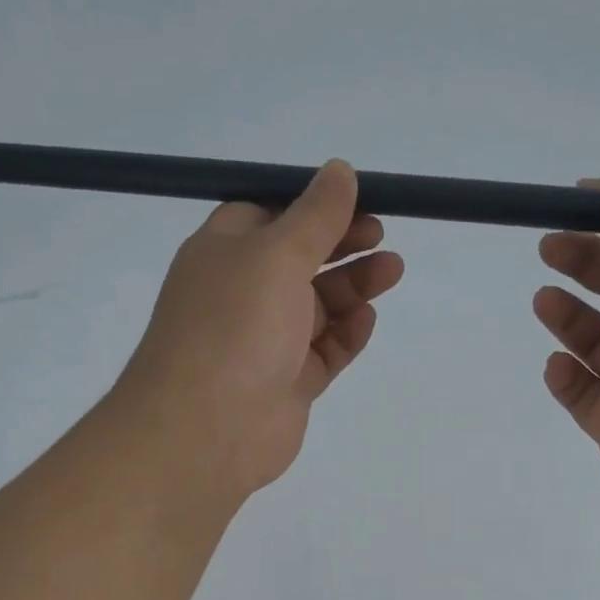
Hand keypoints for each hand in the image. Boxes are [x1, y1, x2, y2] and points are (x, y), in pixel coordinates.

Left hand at [111, 160, 402, 501]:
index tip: (356, 202)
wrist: (207, 428)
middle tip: (381, 237)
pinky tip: (366, 320)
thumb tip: (340, 170)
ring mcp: (266, 342)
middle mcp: (242, 294)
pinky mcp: (287, 383)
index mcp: (224, 253)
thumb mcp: (276, 254)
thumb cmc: (235, 326)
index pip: (269, 216)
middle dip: (341, 245)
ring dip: (353, 287)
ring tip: (392, 271)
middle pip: (299, 260)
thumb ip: (315, 216)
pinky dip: (346, 335)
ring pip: (317, 307)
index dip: (312, 207)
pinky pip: (324, 352)